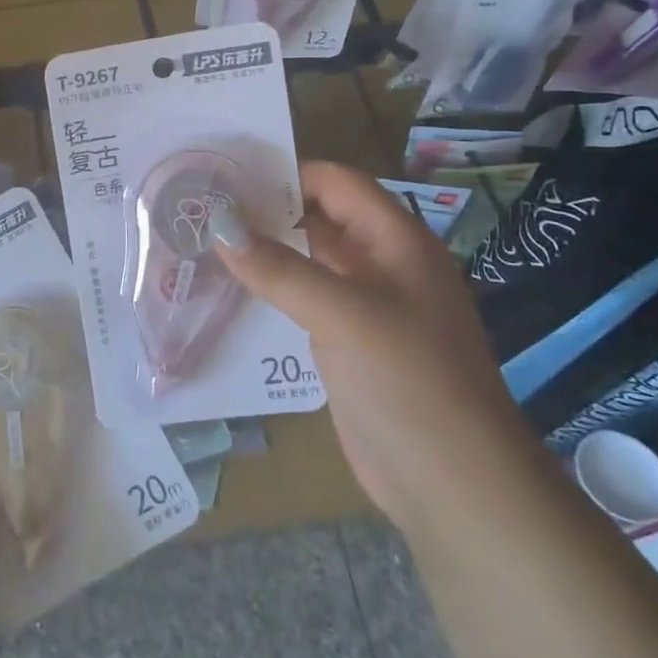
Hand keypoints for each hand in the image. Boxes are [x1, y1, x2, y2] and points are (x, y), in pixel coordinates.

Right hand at [211, 160, 531, 524]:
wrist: (454, 485)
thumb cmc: (410, 383)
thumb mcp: (344, 316)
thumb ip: (280, 269)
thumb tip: (218, 227)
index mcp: (396, 241)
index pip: (336, 183)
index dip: (286, 172)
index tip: (226, 175)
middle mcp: (381, 264)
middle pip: (319, 218)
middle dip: (267, 210)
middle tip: (203, 206)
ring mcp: (365, 305)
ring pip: (308, 260)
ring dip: (265, 250)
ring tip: (205, 239)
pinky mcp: (348, 342)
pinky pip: (304, 300)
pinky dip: (271, 288)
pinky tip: (231, 287)